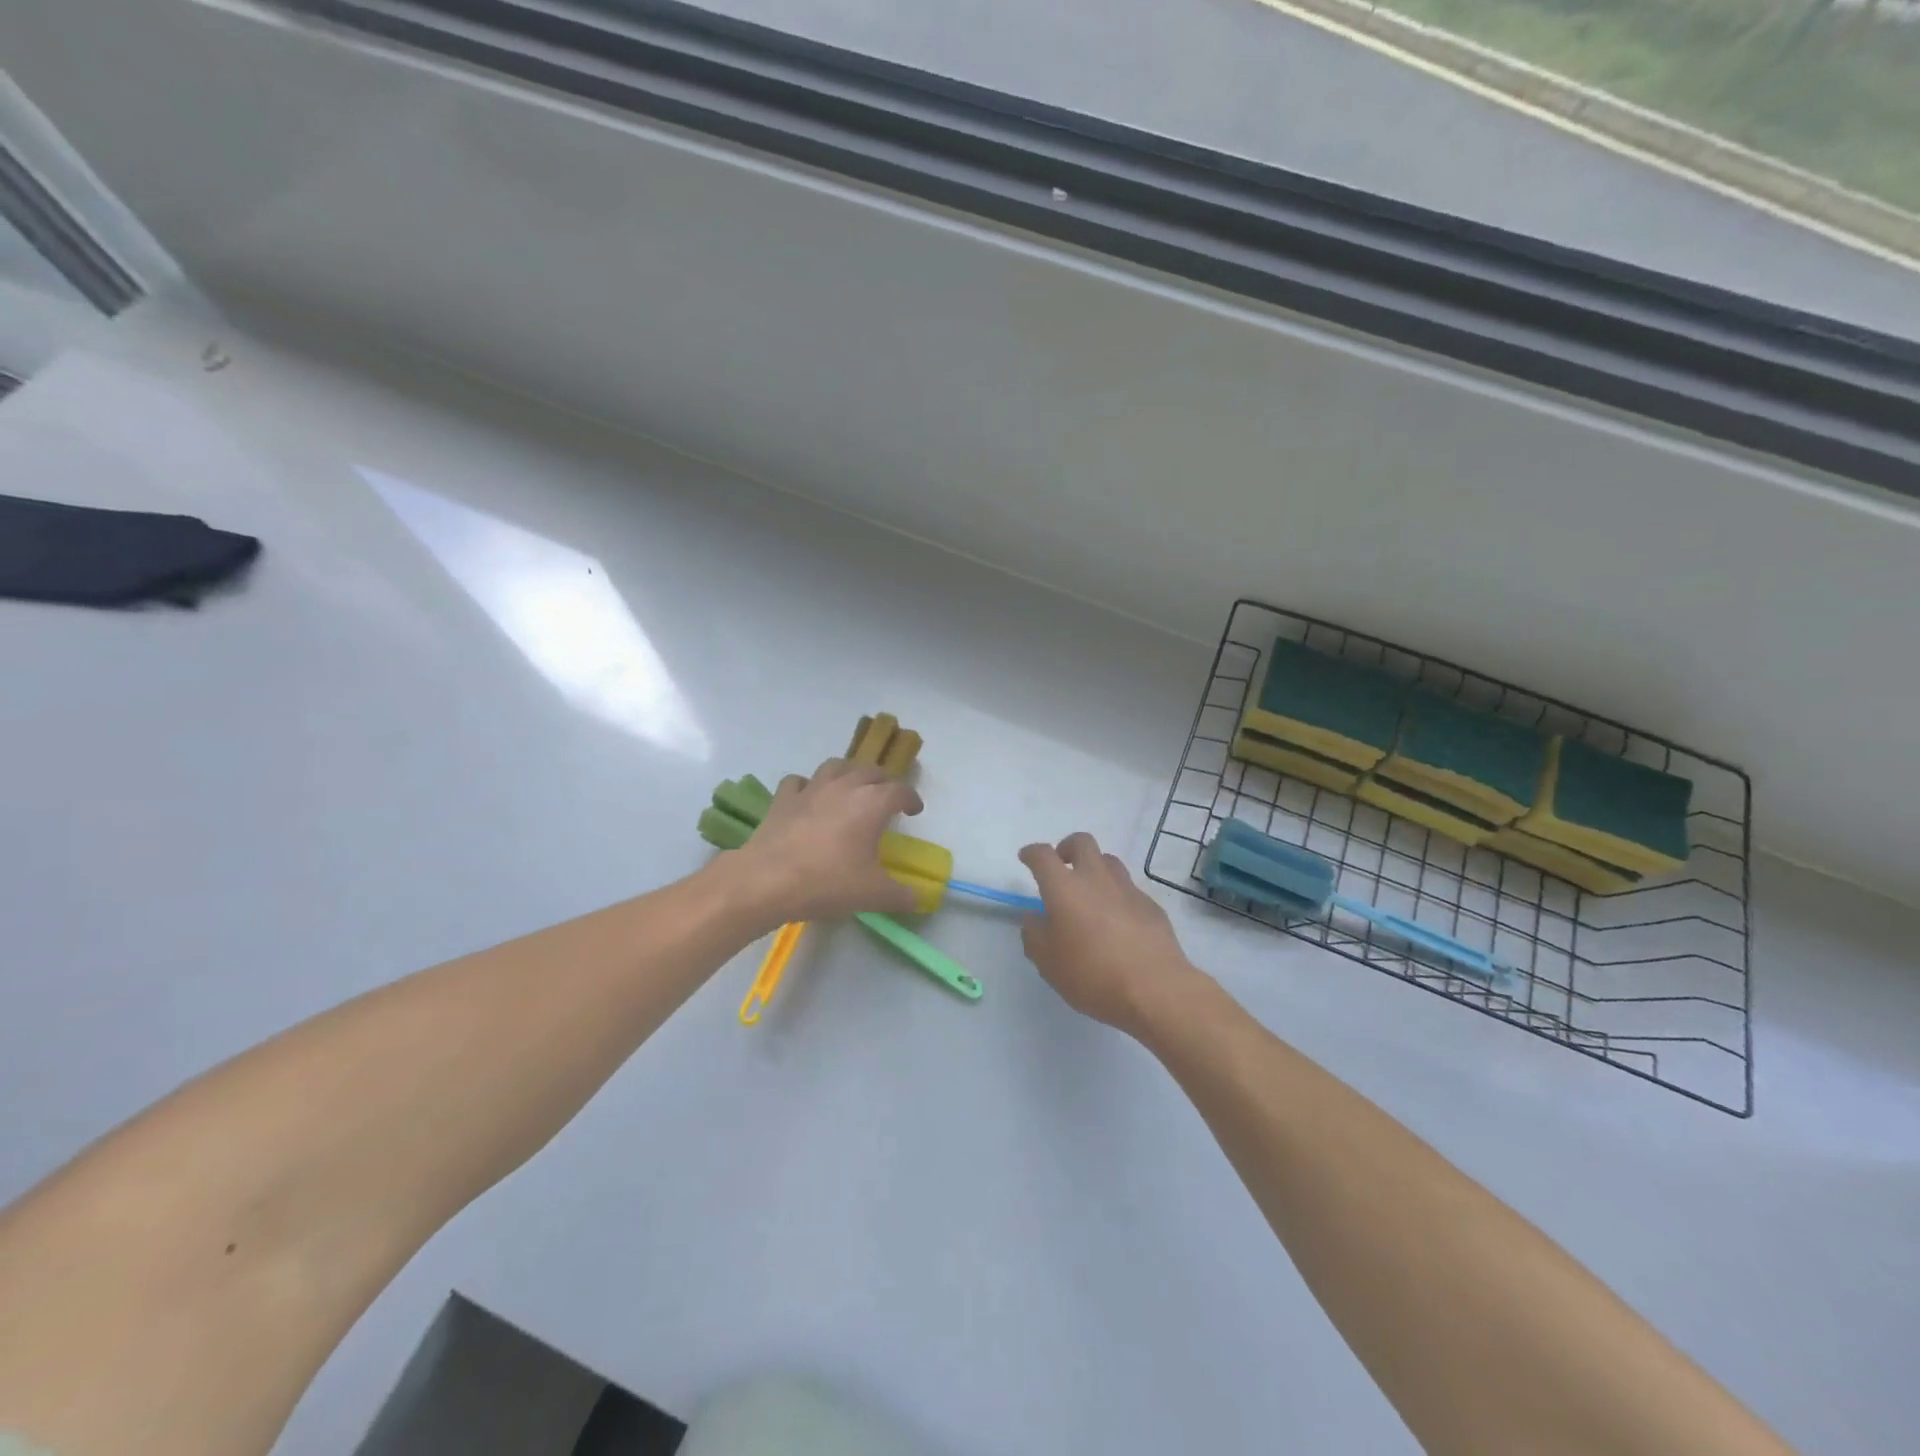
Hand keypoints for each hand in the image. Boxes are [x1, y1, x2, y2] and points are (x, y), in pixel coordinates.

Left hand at [727, 758, 923, 925]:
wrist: (767, 881)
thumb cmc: (828, 883)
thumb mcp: (873, 894)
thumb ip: (902, 895)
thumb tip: (920, 899)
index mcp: (872, 803)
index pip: (900, 791)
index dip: (911, 799)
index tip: (914, 810)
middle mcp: (844, 787)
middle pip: (870, 771)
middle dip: (883, 781)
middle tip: (887, 798)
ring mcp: (811, 789)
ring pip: (836, 766)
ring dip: (849, 773)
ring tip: (852, 788)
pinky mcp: (784, 799)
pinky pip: (799, 781)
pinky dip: (809, 785)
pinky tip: (810, 798)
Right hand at [1019, 832, 1204, 1035]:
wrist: (1155, 989)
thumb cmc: (1092, 974)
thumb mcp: (1047, 962)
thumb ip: (1034, 934)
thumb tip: (1035, 917)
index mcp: (1064, 888)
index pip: (1043, 855)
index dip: (1032, 853)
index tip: (1027, 858)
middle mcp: (1096, 878)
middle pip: (1082, 842)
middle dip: (1067, 847)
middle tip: (1062, 866)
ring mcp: (1127, 889)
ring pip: (1109, 861)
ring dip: (1095, 868)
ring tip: (1090, 893)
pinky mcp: (1151, 906)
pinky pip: (1129, 889)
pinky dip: (1117, 895)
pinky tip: (1117, 922)